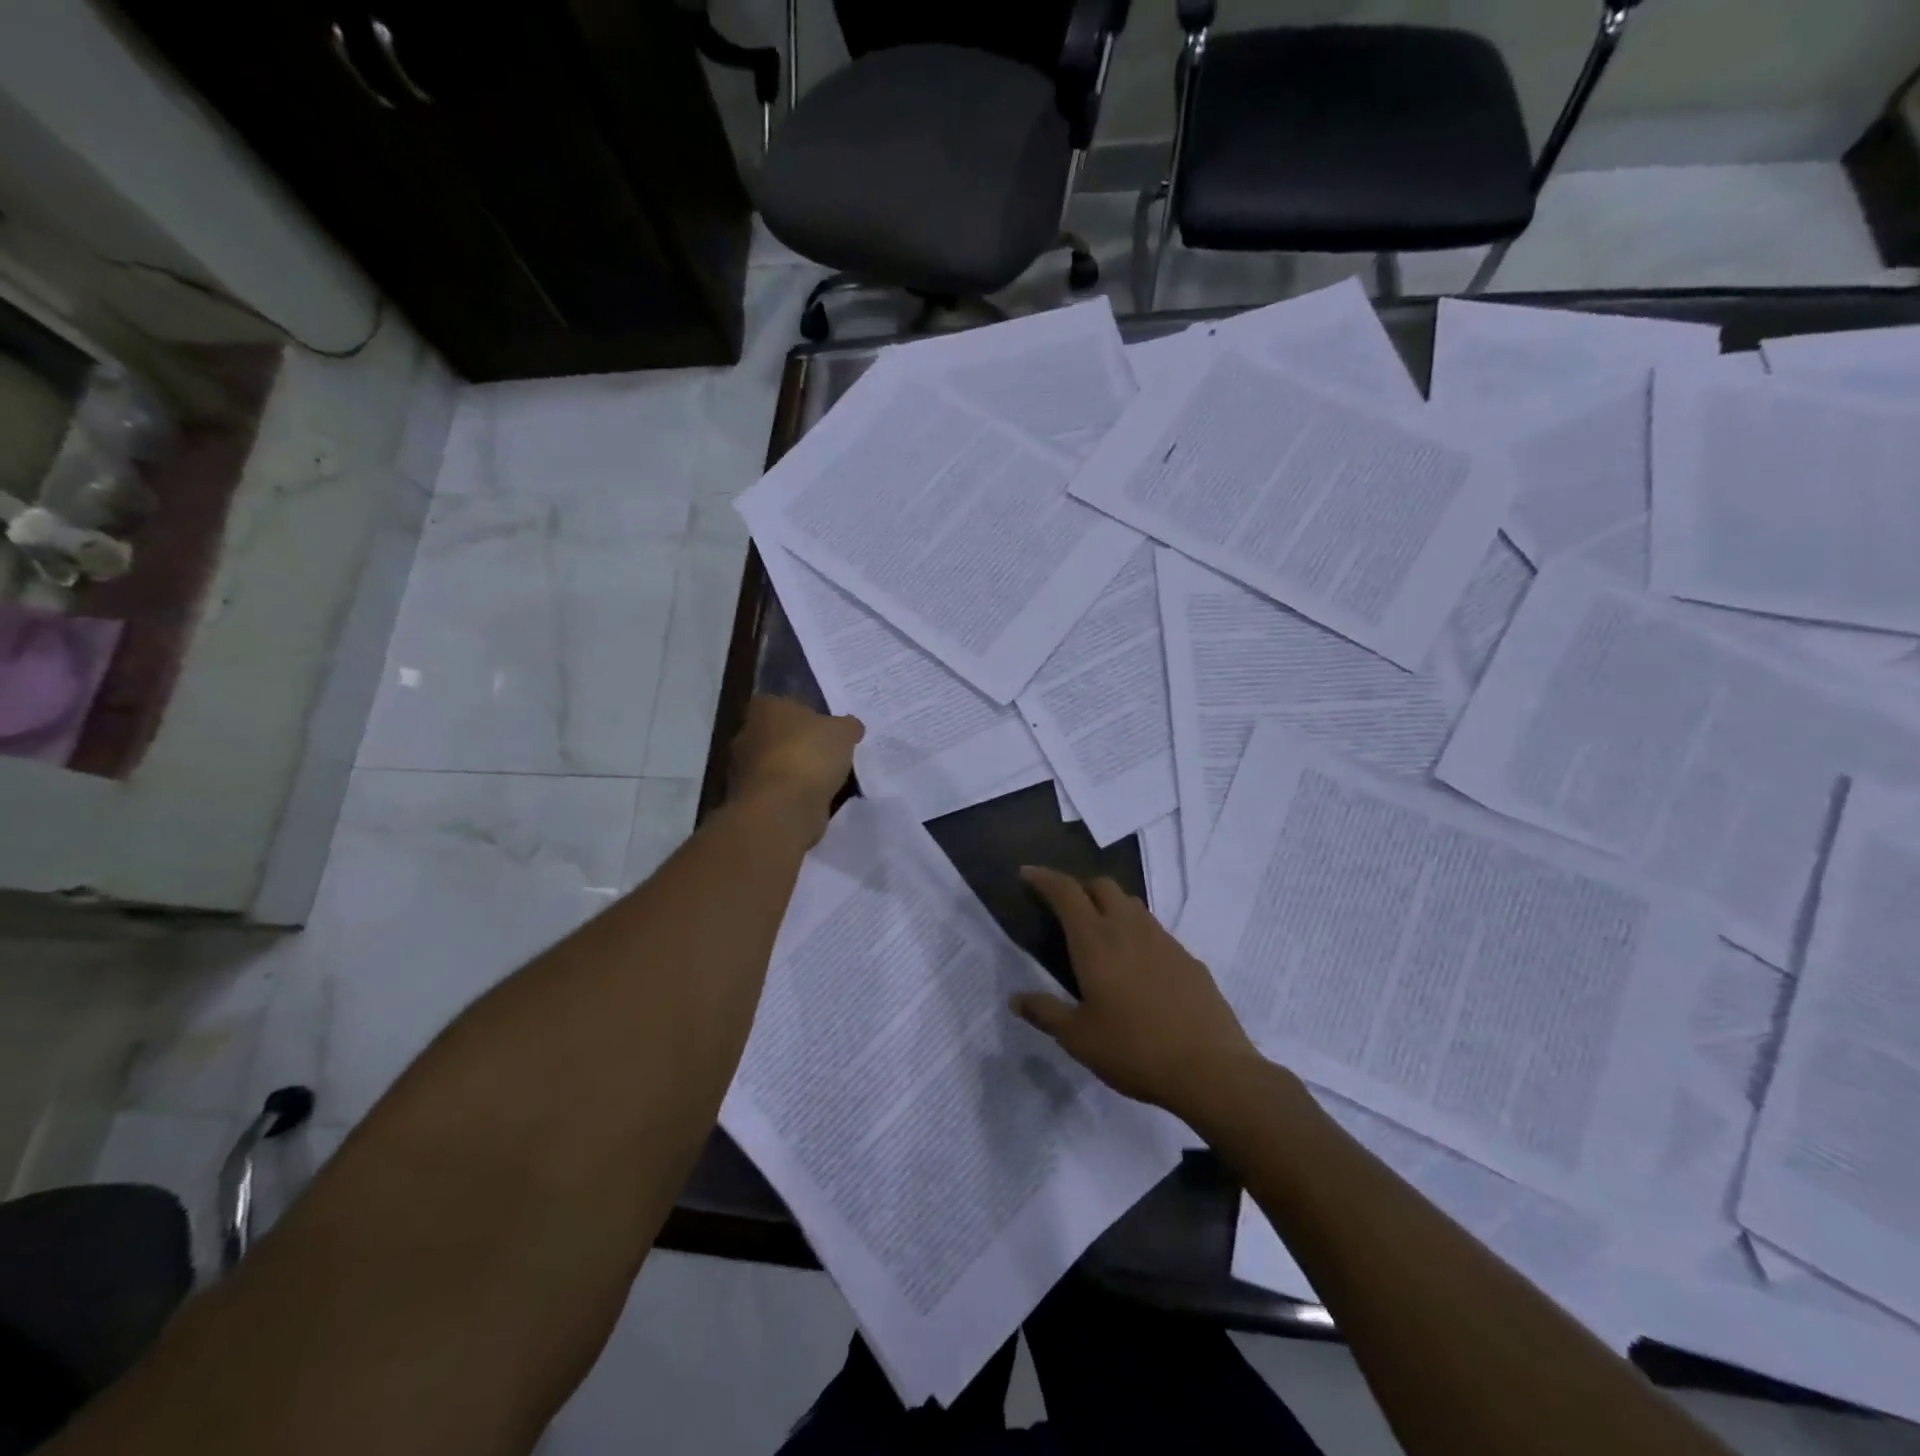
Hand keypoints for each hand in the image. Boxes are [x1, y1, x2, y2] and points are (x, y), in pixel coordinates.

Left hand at [729, 696, 862, 838]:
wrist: (783, 807)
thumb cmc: (809, 755)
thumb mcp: (843, 732)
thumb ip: (847, 726)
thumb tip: (851, 727)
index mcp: (764, 708)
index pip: (781, 703)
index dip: (803, 713)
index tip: (823, 725)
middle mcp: (746, 734)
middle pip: (777, 735)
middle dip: (798, 743)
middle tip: (827, 752)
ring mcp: (744, 770)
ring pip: (775, 764)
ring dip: (795, 771)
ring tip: (825, 779)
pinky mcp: (750, 799)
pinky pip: (777, 791)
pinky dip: (792, 794)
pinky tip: (814, 799)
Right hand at [1011, 866, 1257, 1117]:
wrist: (1210, 1069)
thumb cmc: (1133, 1049)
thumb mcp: (1078, 1038)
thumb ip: (1045, 1012)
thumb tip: (1016, 998)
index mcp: (1095, 941)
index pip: (1066, 892)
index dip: (1044, 878)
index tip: (1028, 873)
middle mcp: (1129, 929)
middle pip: (1103, 886)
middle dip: (1080, 888)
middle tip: (1066, 911)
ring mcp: (1164, 941)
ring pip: (1132, 905)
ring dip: (1111, 908)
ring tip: (1101, 938)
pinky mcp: (1189, 959)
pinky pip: (1156, 932)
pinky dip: (1138, 935)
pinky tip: (1138, 970)